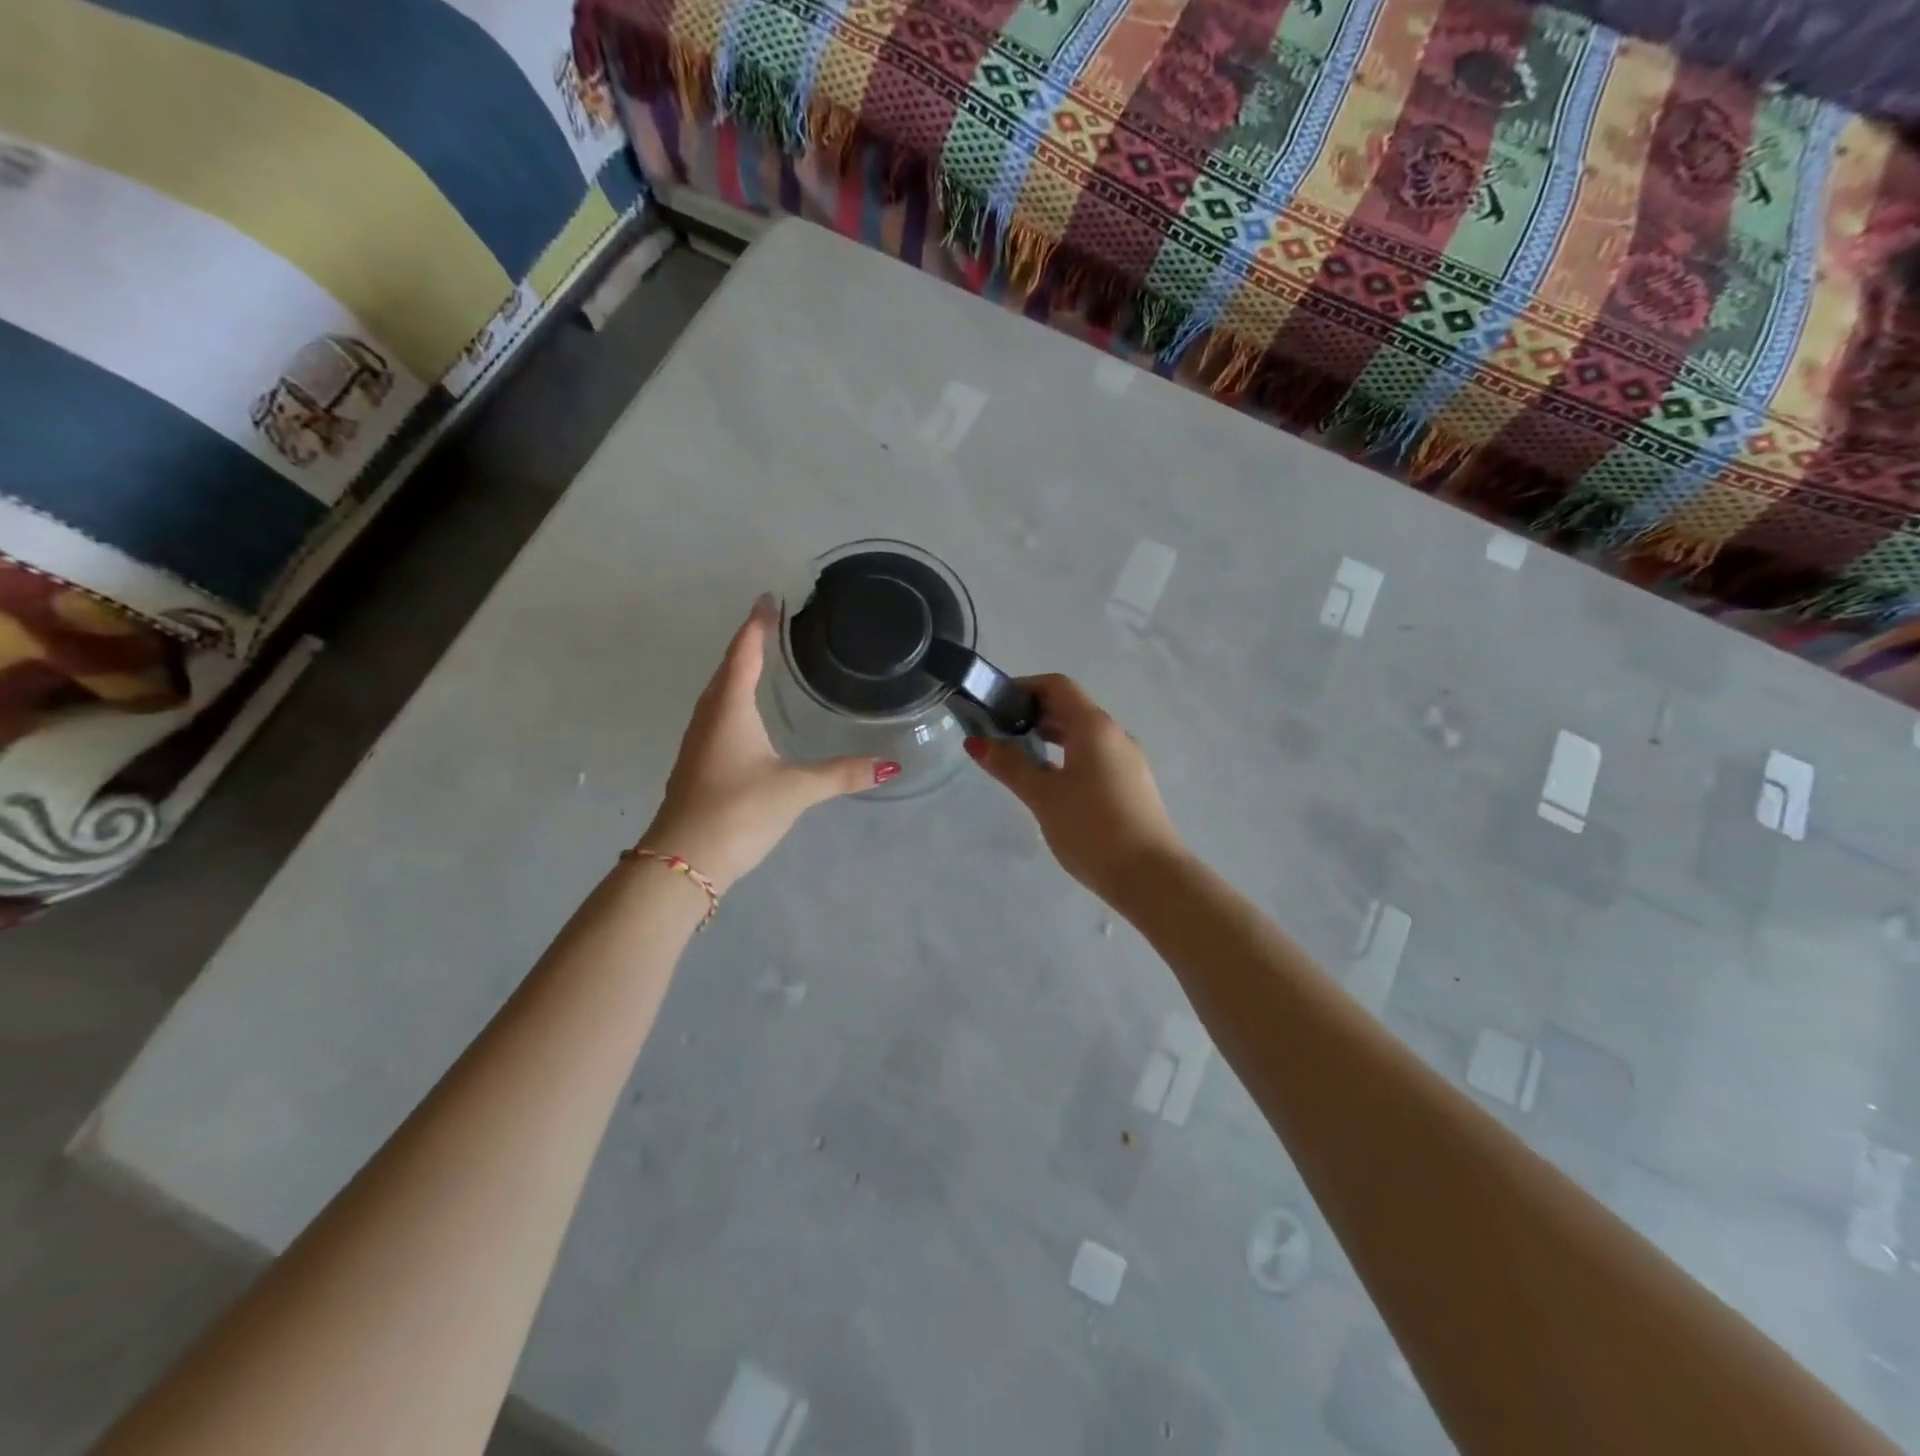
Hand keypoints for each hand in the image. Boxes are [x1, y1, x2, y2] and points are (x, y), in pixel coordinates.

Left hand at [636, 598, 896, 892]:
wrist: (682, 862)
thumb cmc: (738, 811)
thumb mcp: (795, 789)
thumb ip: (842, 774)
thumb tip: (890, 765)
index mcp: (729, 709)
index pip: (744, 654)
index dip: (757, 625)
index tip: (768, 598)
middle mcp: (709, 717)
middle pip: (727, 669)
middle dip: (747, 644)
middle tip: (771, 624)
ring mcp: (699, 742)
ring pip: (719, 694)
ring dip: (737, 673)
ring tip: (762, 661)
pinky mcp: (698, 764)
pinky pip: (717, 717)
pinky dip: (733, 701)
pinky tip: (747, 716)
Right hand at [965, 674, 1185, 904]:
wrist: (1150, 877)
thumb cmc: (1092, 828)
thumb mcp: (1044, 796)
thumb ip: (1010, 766)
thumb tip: (976, 742)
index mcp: (1094, 727)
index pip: (1058, 686)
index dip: (1024, 687)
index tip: (995, 705)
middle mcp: (1115, 735)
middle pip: (1071, 708)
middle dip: (1034, 714)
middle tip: (999, 733)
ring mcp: (1127, 761)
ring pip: (1084, 735)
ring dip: (1051, 737)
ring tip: (1019, 758)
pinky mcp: (1131, 785)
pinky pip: (1095, 756)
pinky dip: (1068, 756)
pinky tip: (1050, 784)